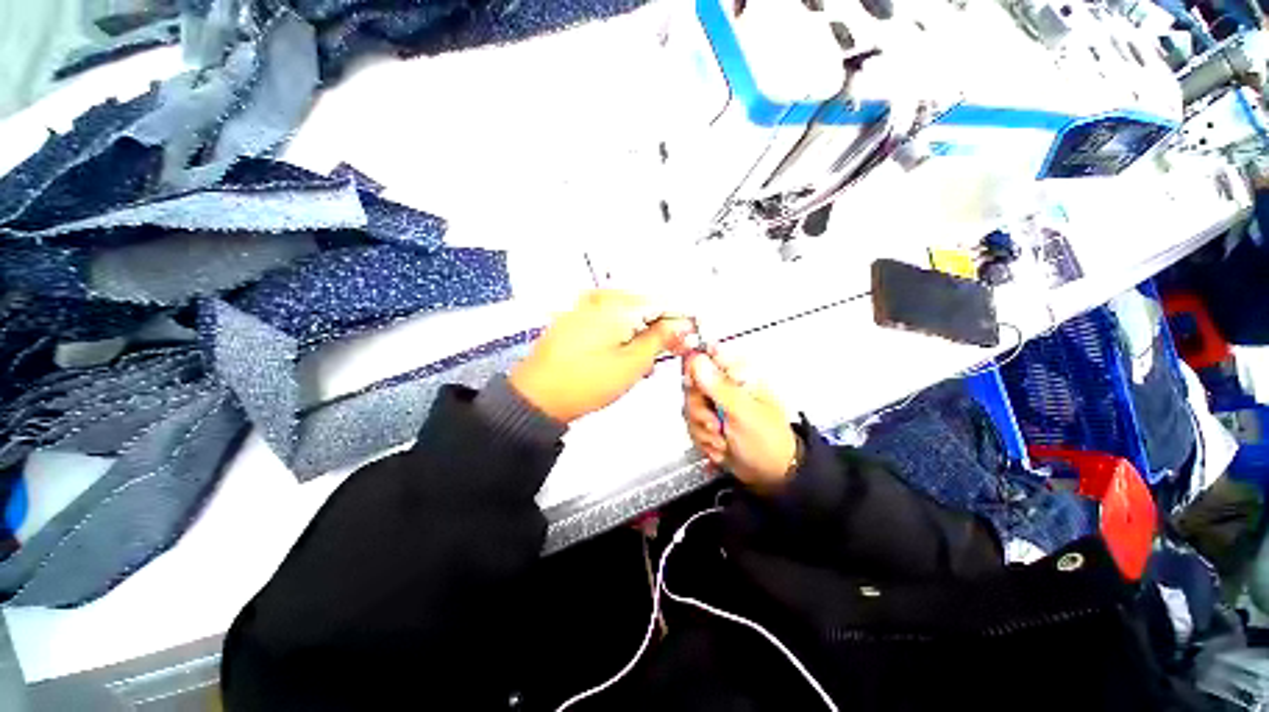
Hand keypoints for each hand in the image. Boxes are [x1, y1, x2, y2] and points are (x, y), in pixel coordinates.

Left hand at [509, 291, 693, 422]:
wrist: (538, 398)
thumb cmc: (582, 383)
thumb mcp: (632, 363)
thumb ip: (661, 339)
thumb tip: (682, 325)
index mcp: (616, 304)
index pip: (662, 303)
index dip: (678, 323)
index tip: (685, 340)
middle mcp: (598, 298)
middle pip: (643, 307)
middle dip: (658, 330)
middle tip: (664, 354)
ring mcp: (584, 307)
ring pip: (626, 316)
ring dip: (639, 336)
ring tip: (639, 362)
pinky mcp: (575, 319)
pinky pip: (608, 321)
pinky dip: (620, 336)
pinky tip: (621, 356)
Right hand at [683, 350, 798, 490]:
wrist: (772, 474)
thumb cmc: (769, 441)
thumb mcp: (743, 412)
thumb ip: (718, 385)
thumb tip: (697, 360)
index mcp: (738, 374)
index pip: (705, 356)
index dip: (692, 369)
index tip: (696, 389)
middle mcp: (725, 386)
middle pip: (691, 385)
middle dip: (699, 410)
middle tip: (715, 423)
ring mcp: (716, 404)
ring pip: (689, 407)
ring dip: (702, 429)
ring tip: (721, 438)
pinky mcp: (710, 421)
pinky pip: (692, 424)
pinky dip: (703, 439)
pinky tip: (719, 445)